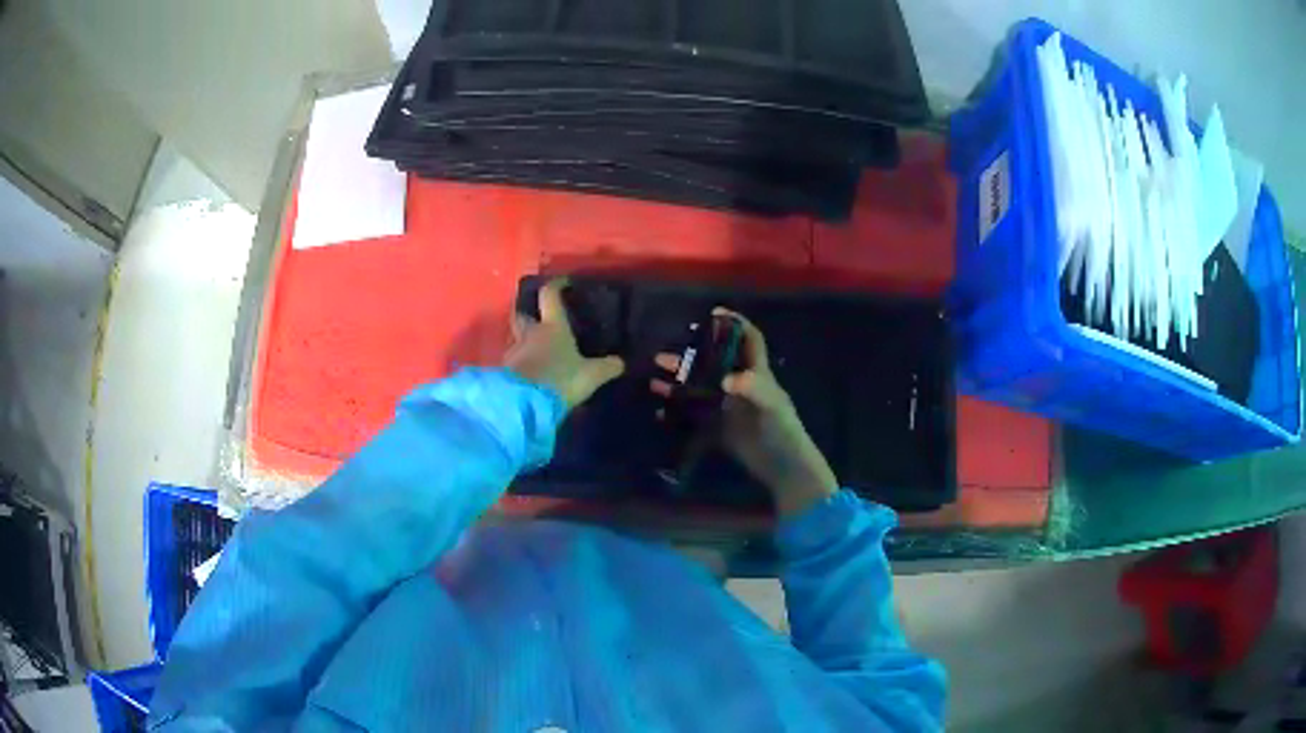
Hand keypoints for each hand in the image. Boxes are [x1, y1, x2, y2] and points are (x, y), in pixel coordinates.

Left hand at [505, 279, 624, 409]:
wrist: (525, 404)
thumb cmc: (560, 380)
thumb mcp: (591, 375)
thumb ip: (607, 367)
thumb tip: (622, 362)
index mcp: (552, 326)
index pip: (549, 296)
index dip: (555, 286)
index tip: (562, 282)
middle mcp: (529, 333)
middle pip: (522, 314)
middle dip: (528, 313)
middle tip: (539, 319)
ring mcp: (514, 352)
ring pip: (516, 339)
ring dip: (524, 342)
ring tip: (537, 352)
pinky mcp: (505, 371)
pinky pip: (513, 361)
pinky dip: (521, 364)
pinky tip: (530, 373)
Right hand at [653, 308, 836, 517]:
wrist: (783, 468)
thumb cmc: (782, 430)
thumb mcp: (772, 404)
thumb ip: (752, 387)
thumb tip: (725, 380)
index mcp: (757, 374)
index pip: (749, 339)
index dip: (735, 323)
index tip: (713, 314)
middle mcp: (740, 386)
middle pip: (713, 363)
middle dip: (690, 356)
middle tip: (663, 355)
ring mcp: (729, 408)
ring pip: (699, 389)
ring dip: (678, 383)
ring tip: (654, 380)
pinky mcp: (720, 430)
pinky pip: (694, 417)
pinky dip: (677, 413)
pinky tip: (660, 412)